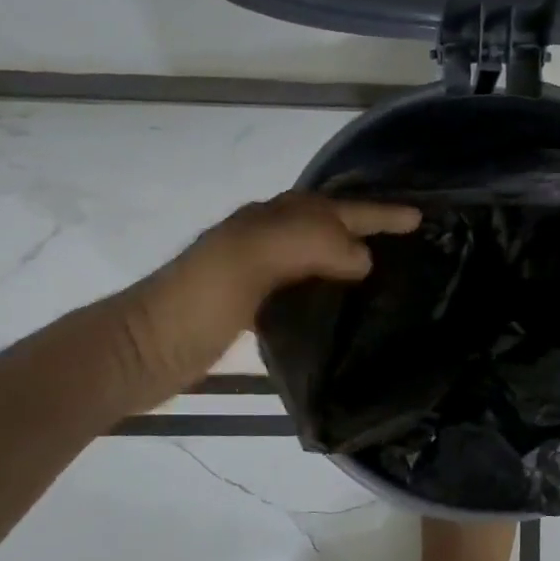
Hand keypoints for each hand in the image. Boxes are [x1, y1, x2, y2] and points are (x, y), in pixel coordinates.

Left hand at [96, 192, 419, 414]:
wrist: (140, 351)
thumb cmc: (194, 301)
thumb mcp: (249, 259)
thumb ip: (307, 244)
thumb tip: (361, 257)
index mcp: (267, 221)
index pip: (334, 209)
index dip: (377, 212)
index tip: (420, 218)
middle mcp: (264, 237)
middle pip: (326, 219)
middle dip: (366, 221)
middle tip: (408, 235)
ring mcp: (256, 271)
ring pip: (316, 248)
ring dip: (350, 249)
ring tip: (387, 264)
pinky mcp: (252, 305)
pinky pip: (304, 280)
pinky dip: (330, 281)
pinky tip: (344, 302)